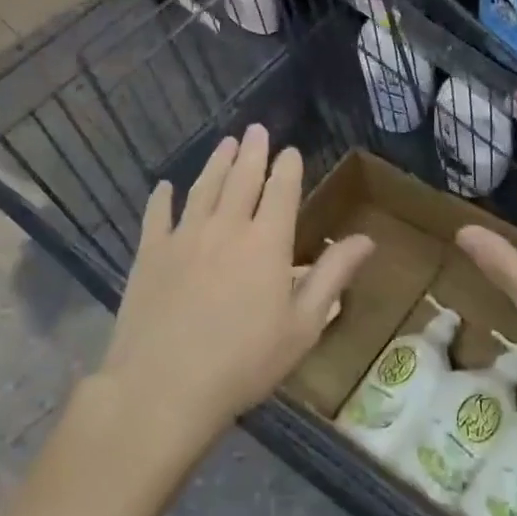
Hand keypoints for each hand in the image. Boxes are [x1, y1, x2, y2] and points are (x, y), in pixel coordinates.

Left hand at [90, 124, 373, 456]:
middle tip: (256, 129)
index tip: (290, 150)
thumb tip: (366, 239)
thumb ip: (332, 277)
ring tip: (225, 144)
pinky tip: (165, 187)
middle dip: (252, 151)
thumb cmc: (245, 363)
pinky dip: (162, 198)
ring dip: (216, 163)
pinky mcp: (149, 254)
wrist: (165, 386)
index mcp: (266, 243)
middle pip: (241, 178)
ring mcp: (183, 237)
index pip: (281, 191)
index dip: (287, 167)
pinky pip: (157, 215)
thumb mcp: (303, 326)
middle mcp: (225, 228)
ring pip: (203, 188)